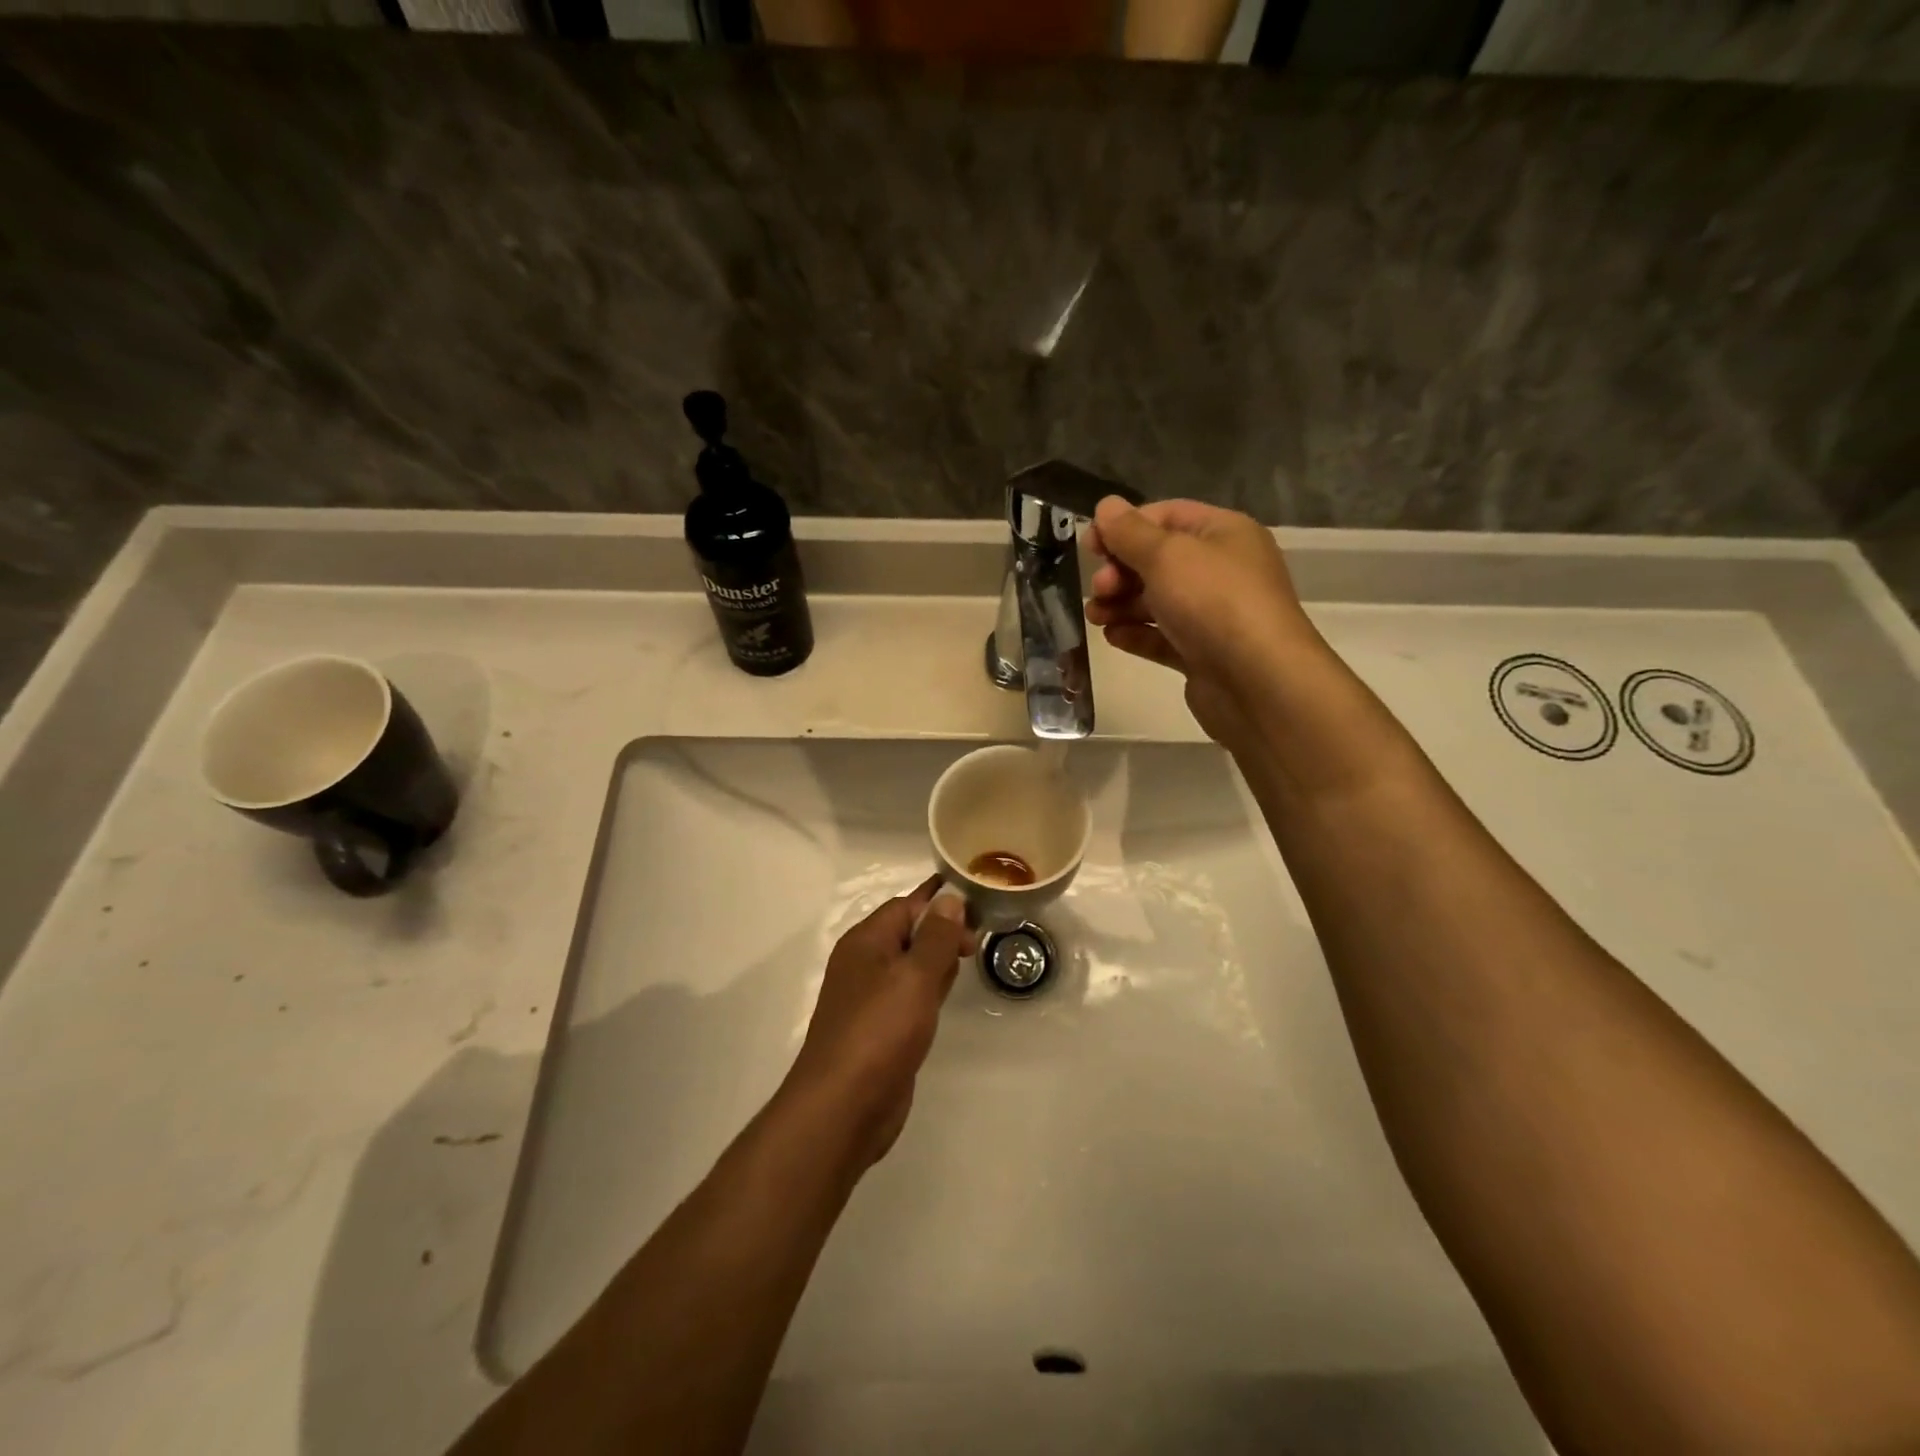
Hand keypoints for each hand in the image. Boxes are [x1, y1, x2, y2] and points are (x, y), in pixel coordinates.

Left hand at [783, 877, 976, 1167]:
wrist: (843, 1107)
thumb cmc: (880, 1031)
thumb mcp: (915, 976)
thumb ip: (936, 937)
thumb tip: (949, 898)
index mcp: (865, 941)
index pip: (906, 906)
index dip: (941, 904)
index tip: (979, 911)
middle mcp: (863, 964)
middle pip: (907, 933)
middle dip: (941, 932)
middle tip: (977, 943)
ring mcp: (869, 998)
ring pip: (910, 966)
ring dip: (936, 961)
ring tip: (967, 961)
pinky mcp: (878, 1029)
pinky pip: (908, 997)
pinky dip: (928, 991)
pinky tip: (945, 999)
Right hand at [1086, 497, 1320, 743]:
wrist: (1257, 681)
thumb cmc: (1214, 602)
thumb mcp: (1167, 555)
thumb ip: (1130, 532)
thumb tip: (1106, 506)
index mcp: (1223, 533)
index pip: (1166, 516)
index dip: (1125, 527)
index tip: (1090, 546)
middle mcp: (1221, 570)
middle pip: (1158, 561)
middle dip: (1121, 571)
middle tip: (1099, 588)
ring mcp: (1213, 615)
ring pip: (1157, 601)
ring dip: (1121, 605)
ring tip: (1095, 617)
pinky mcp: (1203, 654)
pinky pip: (1163, 637)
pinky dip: (1137, 634)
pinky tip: (1113, 637)